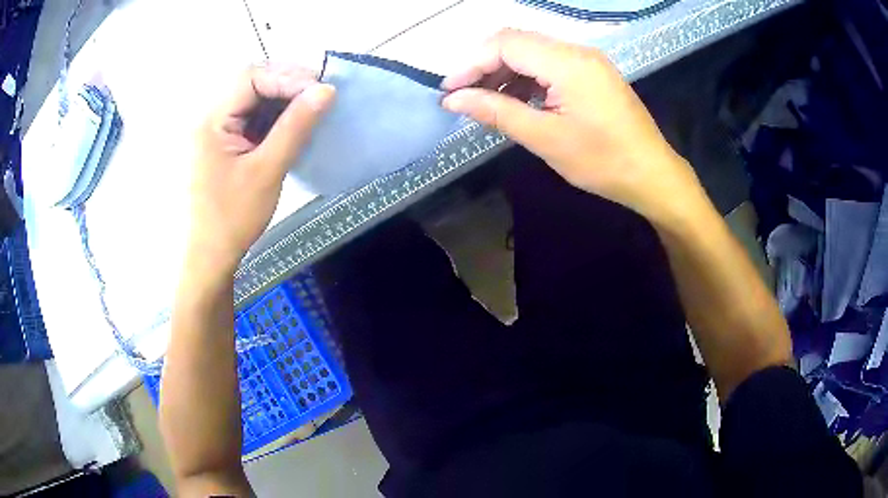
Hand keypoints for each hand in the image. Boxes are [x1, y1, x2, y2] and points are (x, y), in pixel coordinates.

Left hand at [186, 65, 334, 273]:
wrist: (210, 255)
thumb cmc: (233, 218)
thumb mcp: (267, 170)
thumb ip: (295, 126)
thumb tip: (325, 90)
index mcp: (210, 120)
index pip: (250, 78)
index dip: (287, 77)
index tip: (320, 91)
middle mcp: (208, 117)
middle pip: (249, 82)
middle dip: (285, 84)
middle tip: (318, 95)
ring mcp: (213, 129)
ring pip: (251, 98)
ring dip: (281, 99)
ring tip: (310, 108)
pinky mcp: (221, 141)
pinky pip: (249, 116)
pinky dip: (272, 116)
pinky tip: (290, 125)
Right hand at [441, 29, 707, 225]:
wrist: (652, 175)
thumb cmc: (603, 162)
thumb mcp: (545, 138)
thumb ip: (496, 112)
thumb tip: (453, 100)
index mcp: (567, 62)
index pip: (505, 43)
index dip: (471, 63)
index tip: (449, 91)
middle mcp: (577, 51)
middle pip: (517, 42)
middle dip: (485, 65)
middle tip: (465, 96)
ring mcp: (587, 60)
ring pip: (532, 52)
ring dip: (505, 71)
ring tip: (487, 101)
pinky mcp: (592, 72)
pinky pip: (550, 64)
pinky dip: (527, 77)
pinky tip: (517, 99)